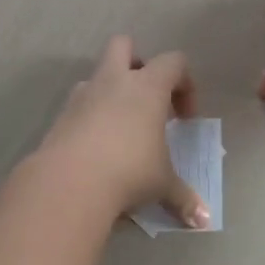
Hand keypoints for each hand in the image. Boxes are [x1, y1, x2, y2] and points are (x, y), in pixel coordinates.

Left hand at [36, 37, 209, 227]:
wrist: (70, 181)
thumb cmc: (129, 171)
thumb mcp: (162, 184)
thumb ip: (183, 196)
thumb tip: (203, 219)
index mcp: (147, 86)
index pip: (174, 62)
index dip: (185, 84)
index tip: (184, 119)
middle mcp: (114, 81)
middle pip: (123, 45)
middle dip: (137, 62)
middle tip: (147, 98)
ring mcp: (82, 95)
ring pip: (97, 75)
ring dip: (110, 92)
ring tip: (121, 128)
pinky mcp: (61, 115)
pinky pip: (79, 104)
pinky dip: (90, 117)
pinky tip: (97, 148)